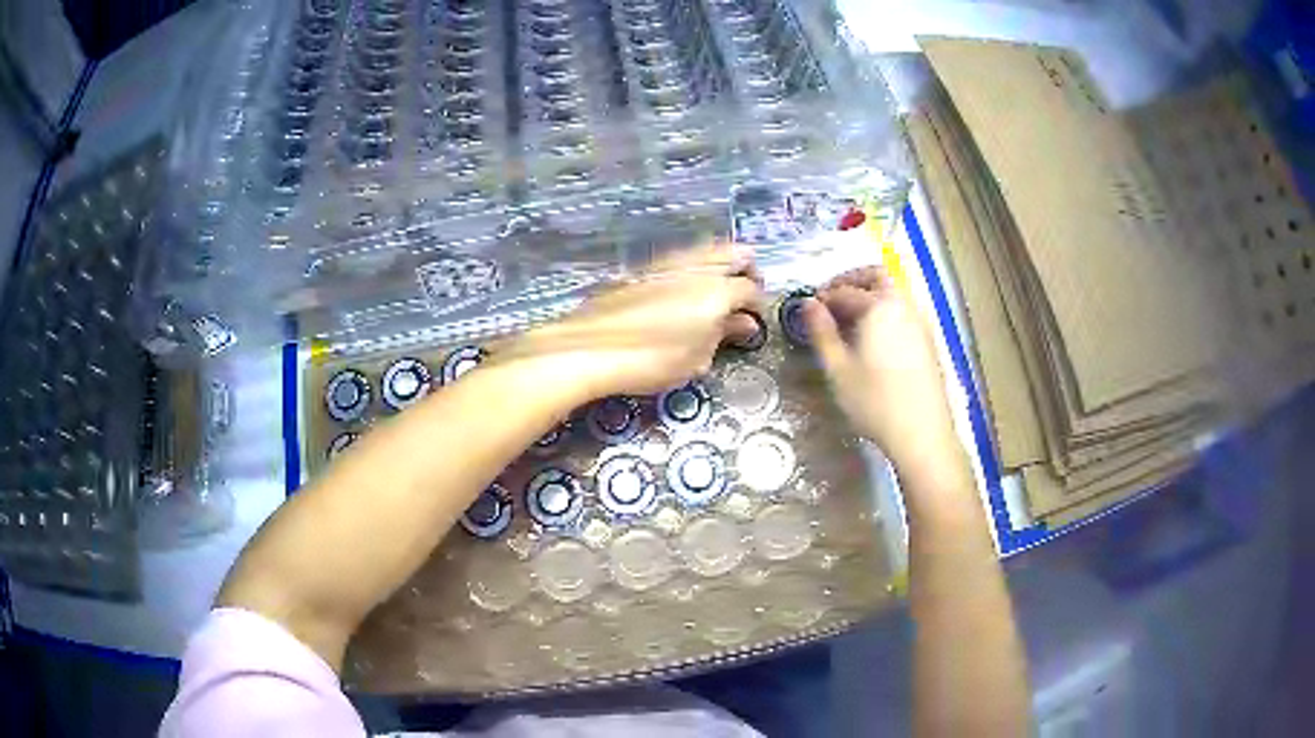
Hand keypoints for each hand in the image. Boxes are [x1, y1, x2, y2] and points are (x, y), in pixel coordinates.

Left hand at [505, 243, 762, 400]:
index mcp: (718, 291)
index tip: (755, 319)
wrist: (590, 348)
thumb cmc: (652, 361)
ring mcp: (669, 262)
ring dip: (720, 266)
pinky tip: (685, 292)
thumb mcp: (696, 359)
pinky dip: (694, 270)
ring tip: (715, 295)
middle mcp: (697, 267)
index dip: (758, 304)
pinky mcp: (644, 267)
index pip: (751, 289)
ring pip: (707, 251)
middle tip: (743, 297)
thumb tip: (742, 323)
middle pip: (735, 254)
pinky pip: (681, 259)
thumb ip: (722, 335)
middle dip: (747, 271)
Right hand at [802, 267, 959, 474]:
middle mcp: (903, 305)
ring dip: (870, 294)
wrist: (922, 433)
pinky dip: (884, 309)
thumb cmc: (875, 402)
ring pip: (893, 291)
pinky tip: (872, 337)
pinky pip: (903, 309)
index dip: (824, 296)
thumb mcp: (838, 370)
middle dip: (852, 280)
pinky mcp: (928, 339)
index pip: (846, 290)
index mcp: (879, 306)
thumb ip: (822, 333)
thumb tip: (808, 305)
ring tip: (849, 320)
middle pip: (877, 275)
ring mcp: (920, 321)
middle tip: (831, 298)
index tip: (809, 308)